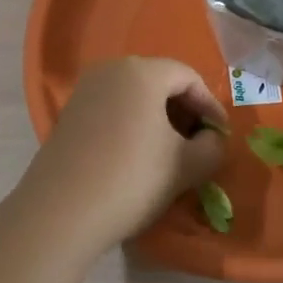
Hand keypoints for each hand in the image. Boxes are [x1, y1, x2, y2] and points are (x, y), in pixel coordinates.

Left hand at [23, 57, 226, 251]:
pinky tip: (138, 157)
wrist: (61, 212)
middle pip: (160, 82)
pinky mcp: (69, 115)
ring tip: (171, 153)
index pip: (188, 77)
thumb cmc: (133, 179)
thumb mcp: (187, 166)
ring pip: (135, 96)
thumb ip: (213, 146)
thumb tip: (211, 139)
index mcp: (142, 72)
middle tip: (199, 143)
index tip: (220, 136)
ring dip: (159, 119)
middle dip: (185, 111)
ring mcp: (84, 91)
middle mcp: (110, 70)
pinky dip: (133, 126)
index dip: (210, 105)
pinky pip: (113, 110)